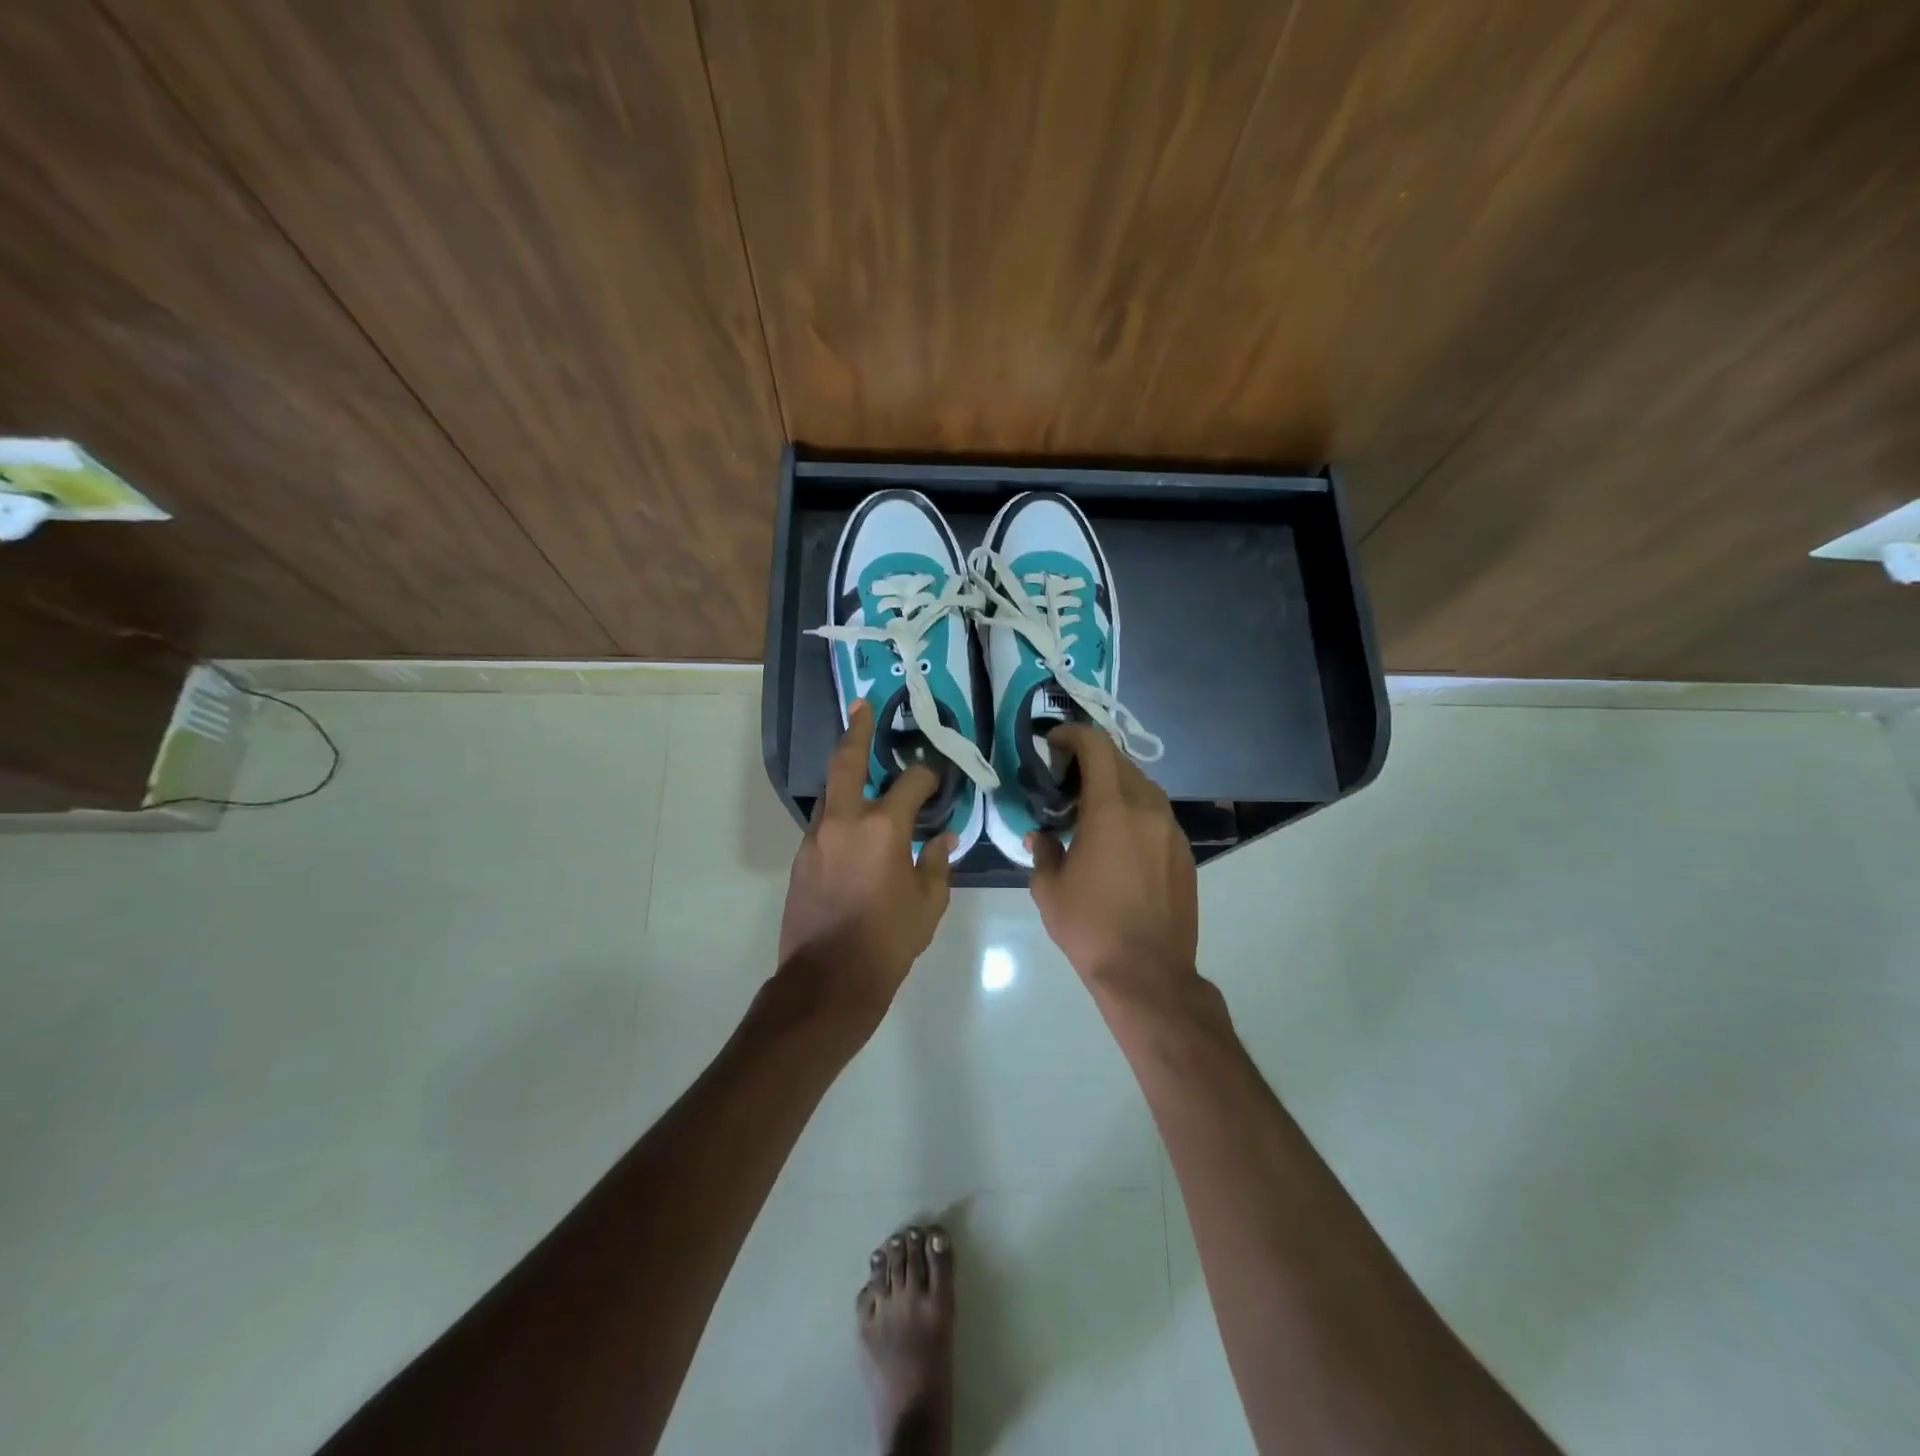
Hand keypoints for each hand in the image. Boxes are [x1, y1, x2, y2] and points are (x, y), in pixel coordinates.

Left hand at [779, 700, 954, 1018]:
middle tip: (862, 706)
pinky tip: (854, 822)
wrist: (828, 980)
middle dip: (857, 730)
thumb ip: (937, 864)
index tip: (937, 778)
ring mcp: (816, 837)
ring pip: (831, 792)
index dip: (928, 776)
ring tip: (859, 759)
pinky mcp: (801, 858)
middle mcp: (845, 821)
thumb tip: (942, 838)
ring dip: (845, 773)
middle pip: (846, 762)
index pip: (911, 784)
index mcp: (883, 828)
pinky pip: (825, 822)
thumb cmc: (888, 942)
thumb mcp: (928, 904)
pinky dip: (840, 811)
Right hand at [1028, 724, 1197, 992]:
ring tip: (1092, 808)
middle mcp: (1148, 810)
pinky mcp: (1185, 854)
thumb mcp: (1049, 889)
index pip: (1096, 748)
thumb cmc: (1090, 928)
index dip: (1073, 735)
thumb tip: (1041, 837)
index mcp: (1111, 810)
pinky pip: (1158, 816)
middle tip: (1066, 778)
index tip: (1053, 741)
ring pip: (1144, 788)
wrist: (1148, 974)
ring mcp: (1172, 831)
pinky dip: (1135, 812)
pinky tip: (1119, 840)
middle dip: (1092, 760)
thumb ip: (1043, 851)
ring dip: (1116, 785)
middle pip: (1122, 763)